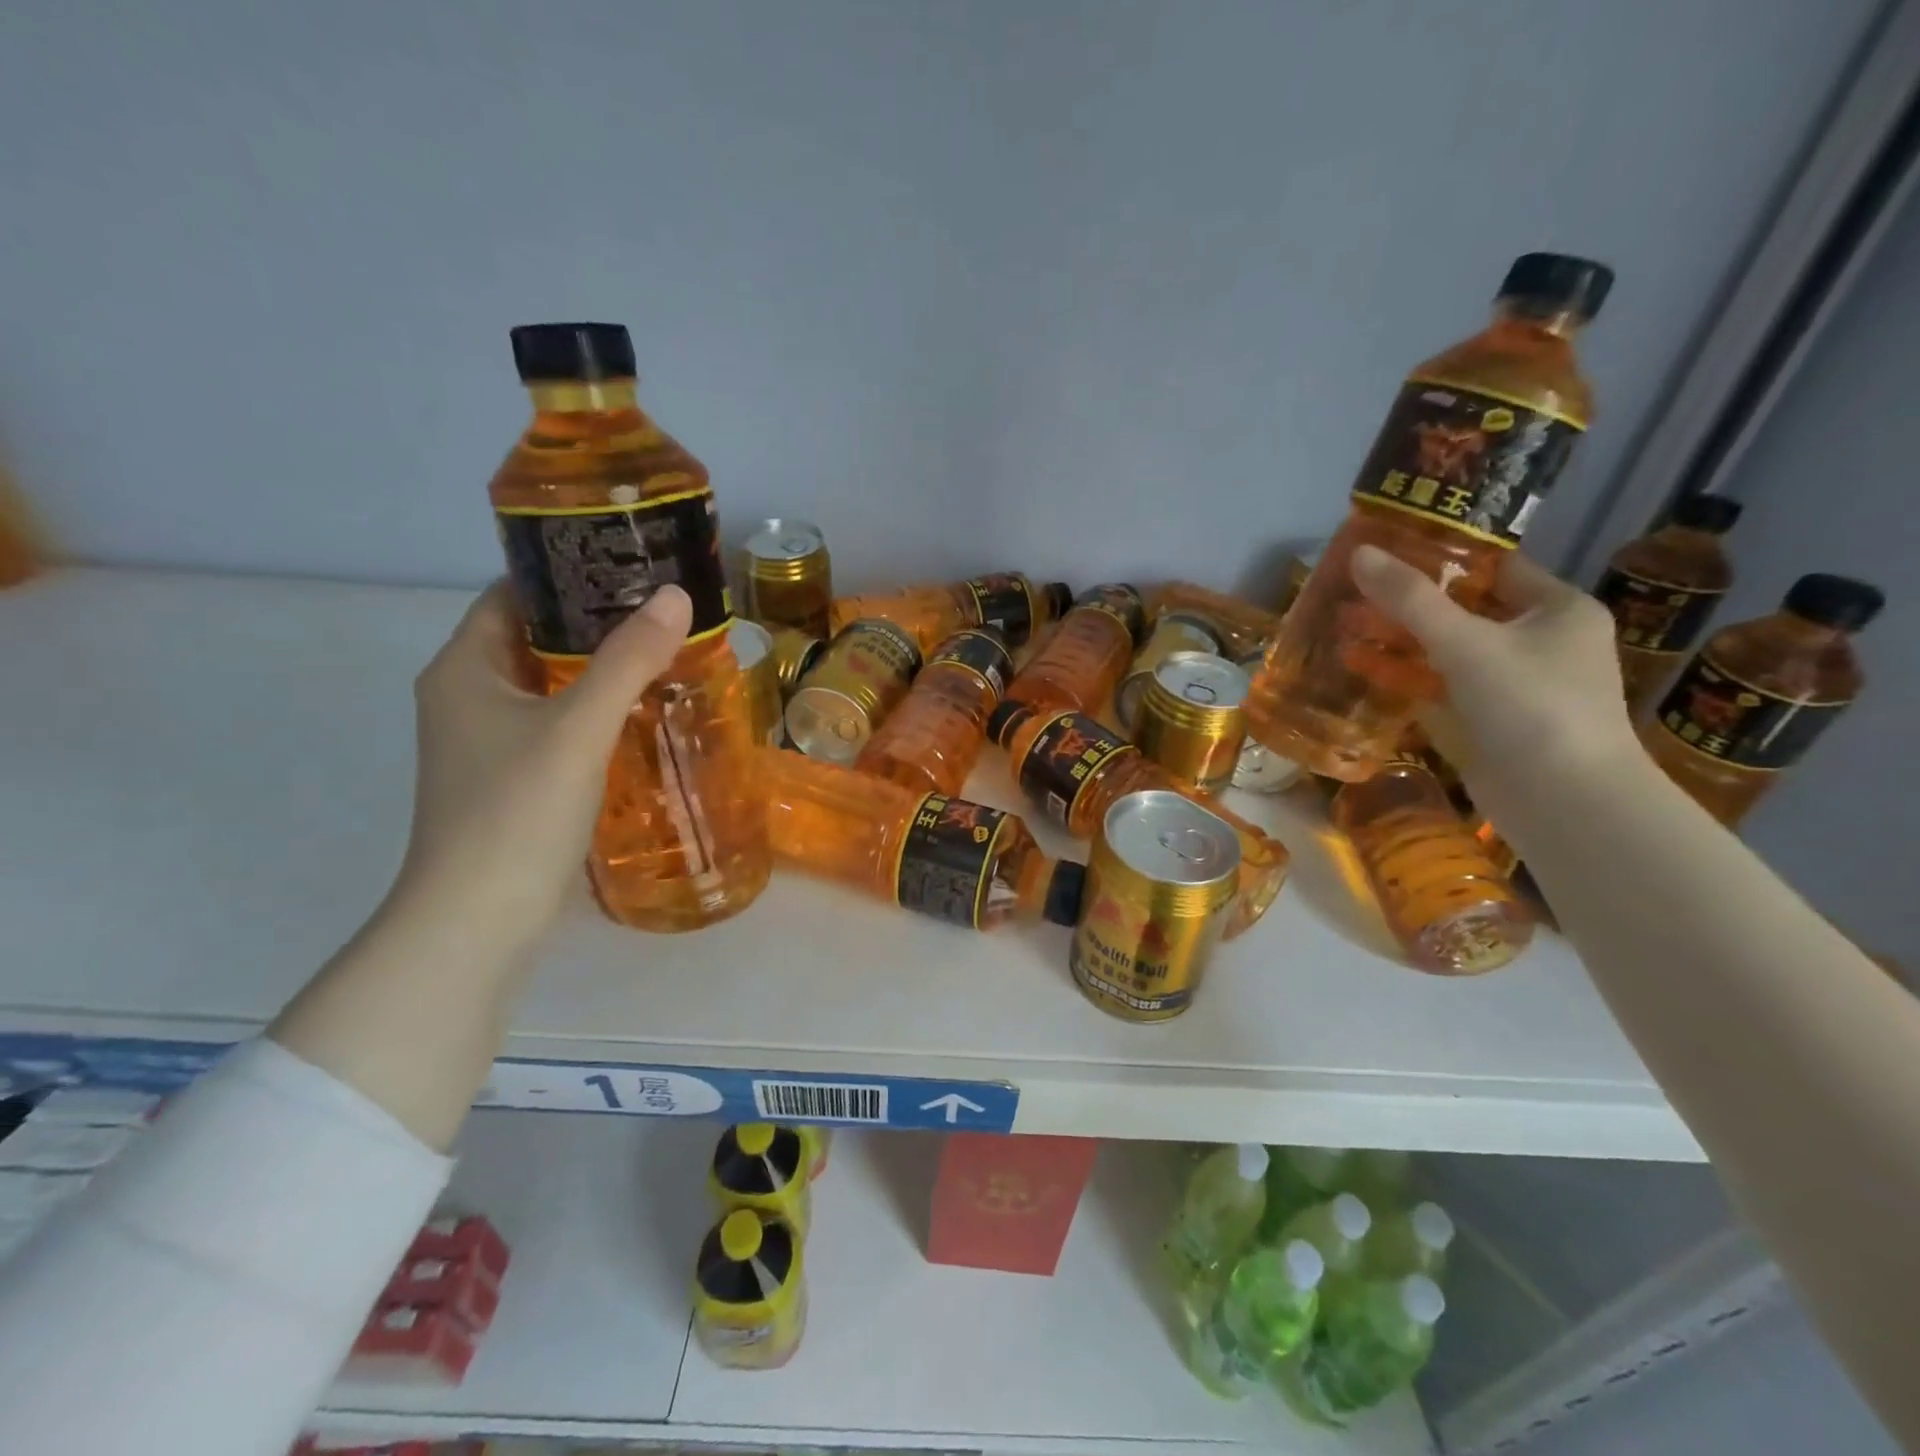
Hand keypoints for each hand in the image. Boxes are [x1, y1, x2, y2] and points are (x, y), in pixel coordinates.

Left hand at [394, 581, 692, 952]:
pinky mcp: (511, 778)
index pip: (512, 594)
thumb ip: (628, 659)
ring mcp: (487, 741)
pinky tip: (642, 713)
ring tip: (664, 652)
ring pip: (548, 683)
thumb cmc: (517, 811)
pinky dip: (594, 710)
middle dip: (594, 620)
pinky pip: (556, 723)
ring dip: (598, 668)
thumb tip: (676, 596)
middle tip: (662, 609)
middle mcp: (467, 696)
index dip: (566, 572)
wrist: (479, 918)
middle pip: (533, 637)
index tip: (629, 563)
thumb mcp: (578, 727)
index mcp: (464, 668)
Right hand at [1350, 545, 1643, 819]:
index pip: (1496, 568)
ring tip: (1344, 626)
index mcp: (1557, 611)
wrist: (1564, 802)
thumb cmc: (1531, 705)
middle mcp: (1540, 643)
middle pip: (1464, 611)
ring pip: (1445, 652)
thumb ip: (1411, 600)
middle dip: (1408, 603)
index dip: (1443, 558)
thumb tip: (1359, 553)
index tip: (1388, 552)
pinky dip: (1402, 678)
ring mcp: (1512, 687)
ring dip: (1397, 641)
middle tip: (1353, 590)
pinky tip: (1359, 668)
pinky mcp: (1487, 723)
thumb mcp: (1466, 643)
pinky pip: (1437, 688)